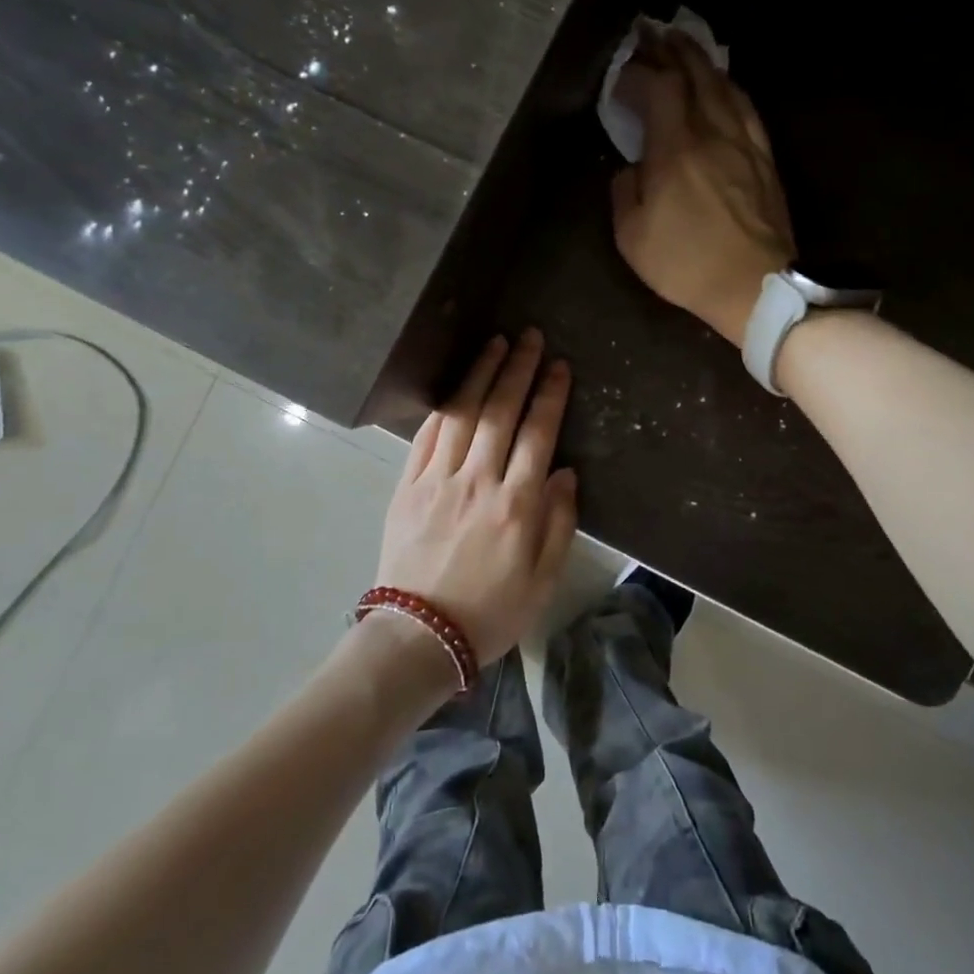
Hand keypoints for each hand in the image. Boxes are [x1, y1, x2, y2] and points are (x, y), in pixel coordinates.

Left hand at [375, 330, 578, 663]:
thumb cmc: (491, 612)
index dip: (549, 395)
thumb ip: (559, 522)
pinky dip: (443, 407)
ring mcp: (438, 481)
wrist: (419, 636)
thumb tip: (564, 472)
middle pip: (500, 412)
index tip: (558, 366)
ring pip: (463, 415)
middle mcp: (478, 481)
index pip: (538, 434)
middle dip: (517, 369)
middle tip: (528, 336)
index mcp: (517, 505)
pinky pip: (427, 437)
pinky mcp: (408, 487)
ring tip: (495, 344)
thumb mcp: (543, 579)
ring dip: (480, 376)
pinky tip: (456, 388)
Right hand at [610, 29, 794, 343]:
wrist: (753, 288)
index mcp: (675, 150)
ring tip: (683, 46)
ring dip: (701, 61)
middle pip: (694, 74)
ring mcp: (744, 143)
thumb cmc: (686, 265)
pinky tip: (723, 84)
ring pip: (724, 85)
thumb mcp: (631, 237)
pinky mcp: (764, 159)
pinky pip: (747, 108)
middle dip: (670, 49)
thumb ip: (623, 191)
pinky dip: (729, 87)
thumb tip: (631, 168)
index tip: (620, 73)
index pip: (658, 88)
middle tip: (651, 32)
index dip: (638, 72)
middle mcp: (712, 133)